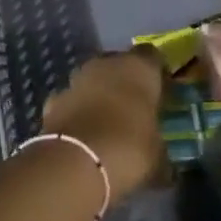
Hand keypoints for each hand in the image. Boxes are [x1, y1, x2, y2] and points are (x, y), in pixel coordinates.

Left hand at [40, 49, 164, 201]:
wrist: (76, 162)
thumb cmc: (129, 150)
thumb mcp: (157, 156)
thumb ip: (160, 149)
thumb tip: (166, 164)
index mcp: (139, 68)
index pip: (152, 56)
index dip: (156, 73)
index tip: (161, 92)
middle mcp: (107, 63)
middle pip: (119, 63)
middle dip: (125, 82)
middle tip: (134, 108)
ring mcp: (77, 78)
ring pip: (93, 79)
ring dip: (99, 94)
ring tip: (107, 123)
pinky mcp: (54, 98)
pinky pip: (72, 100)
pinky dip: (77, 112)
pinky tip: (82, 135)